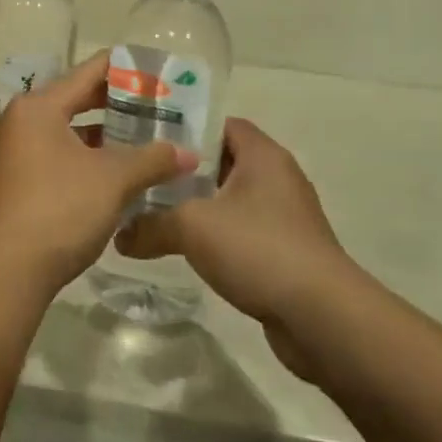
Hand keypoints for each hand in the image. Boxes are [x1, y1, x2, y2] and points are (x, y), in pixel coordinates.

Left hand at [0, 53, 197, 296]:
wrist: (3, 271)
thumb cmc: (59, 209)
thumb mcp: (113, 181)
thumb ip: (152, 160)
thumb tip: (188, 153)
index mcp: (35, 108)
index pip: (85, 74)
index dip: (121, 69)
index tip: (150, 68)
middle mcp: (13, 123)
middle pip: (69, 103)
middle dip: (110, 107)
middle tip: (150, 107)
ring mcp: (3, 156)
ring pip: (58, 136)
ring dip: (93, 139)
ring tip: (133, 143)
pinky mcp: (3, 187)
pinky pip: (46, 160)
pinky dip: (75, 161)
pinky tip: (103, 178)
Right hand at [116, 117, 354, 380]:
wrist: (322, 318)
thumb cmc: (258, 249)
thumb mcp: (192, 227)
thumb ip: (150, 224)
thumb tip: (119, 236)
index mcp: (262, 155)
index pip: (219, 123)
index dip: (184, 126)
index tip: (148, 138)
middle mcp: (277, 178)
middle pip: (221, 160)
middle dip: (182, 169)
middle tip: (142, 174)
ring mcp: (284, 217)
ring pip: (229, 199)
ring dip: (197, 205)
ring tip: (153, 210)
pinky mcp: (285, 252)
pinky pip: (241, 231)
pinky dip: (215, 235)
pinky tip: (184, 247)